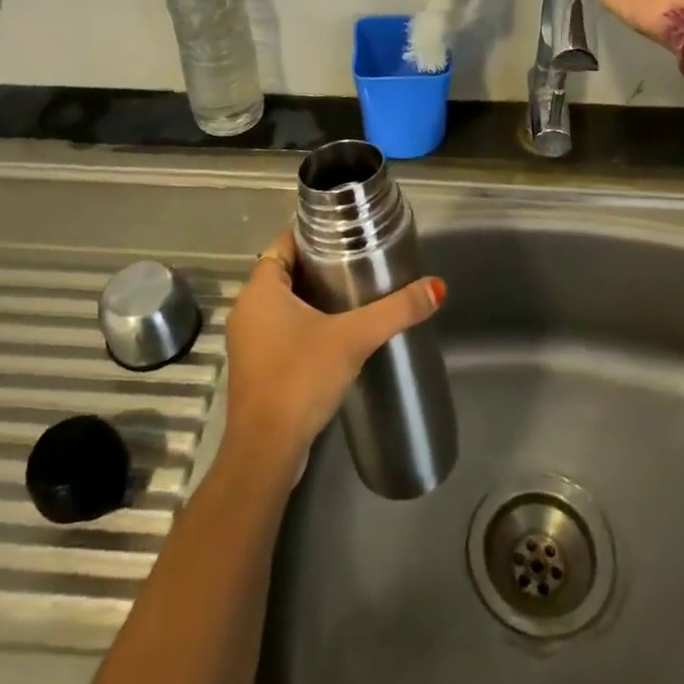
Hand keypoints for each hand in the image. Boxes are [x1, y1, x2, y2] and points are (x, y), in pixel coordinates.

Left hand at [220, 228, 444, 475]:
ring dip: (311, 297)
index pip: (283, 243)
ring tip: (353, 292)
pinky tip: (334, 333)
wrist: (266, 451)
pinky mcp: (256, 368)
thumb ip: (396, 311)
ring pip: (282, 303)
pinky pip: (280, 331)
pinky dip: (303, 324)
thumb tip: (436, 287)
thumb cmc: (300, 378)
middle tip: (358, 259)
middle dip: (318, 265)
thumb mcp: (353, 338)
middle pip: (284, 272)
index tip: (344, 231)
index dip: (311, 233)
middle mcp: (247, 309)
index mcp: (260, 290)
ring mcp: (248, 341)